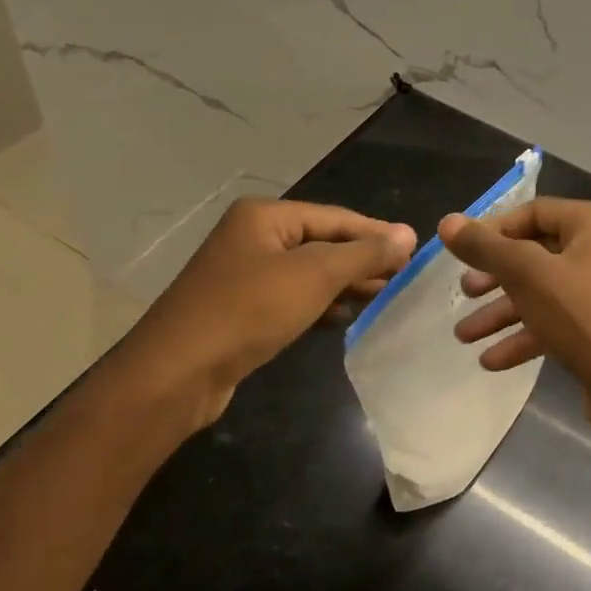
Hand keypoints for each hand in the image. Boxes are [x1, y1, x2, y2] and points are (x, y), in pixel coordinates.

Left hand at [109, 198, 413, 427]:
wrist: (176, 374)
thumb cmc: (247, 311)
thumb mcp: (314, 276)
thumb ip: (363, 253)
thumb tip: (408, 233)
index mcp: (265, 216)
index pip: (336, 217)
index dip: (377, 234)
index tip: (415, 253)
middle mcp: (253, 237)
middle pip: (322, 242)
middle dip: (362, 261)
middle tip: (404, 280)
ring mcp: (245, 274)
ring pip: (308, 272)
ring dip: (345, 284)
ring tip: (384, 298)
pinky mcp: (242, 309)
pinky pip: (292, 297)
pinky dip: (320, 305)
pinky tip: (344, 317)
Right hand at [438, 198, 590, 430]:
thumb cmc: (582, 316)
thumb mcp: (526, 275)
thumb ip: (485, 247)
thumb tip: (448, 222)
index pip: (532, 212)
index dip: (492, 231)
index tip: (460, 253)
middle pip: (534, 253)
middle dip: (494, 277)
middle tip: (463, 293)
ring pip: (541, 292)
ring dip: (502, 312)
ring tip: (464, 335)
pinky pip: (555, 321)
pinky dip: (524, 335)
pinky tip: (491, 361)